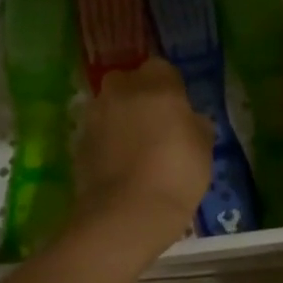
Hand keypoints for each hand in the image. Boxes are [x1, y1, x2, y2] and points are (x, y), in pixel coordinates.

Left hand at [76, 58, 212, 237]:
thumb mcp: (204, 149)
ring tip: (134, 147)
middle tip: (153, 124)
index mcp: (157, 84)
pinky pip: (97, 131)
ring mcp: (95, 115)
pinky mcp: (78, 141)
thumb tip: (189, 119)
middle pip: (127, 81)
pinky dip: (105, 141)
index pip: (162, 68)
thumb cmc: (176, 174)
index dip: (170, 87)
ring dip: (119, 117)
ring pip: (108, 105)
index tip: (177, 109)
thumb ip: (196, 125)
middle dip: (137, 95)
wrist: (126, 213)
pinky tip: (117, 164)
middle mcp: (121, 90)